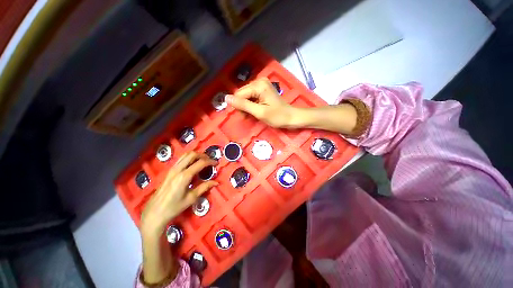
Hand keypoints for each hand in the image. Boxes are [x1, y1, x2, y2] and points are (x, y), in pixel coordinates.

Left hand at [140, 152, 217, 236]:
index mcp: (184, 176)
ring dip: (196, 155)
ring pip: (185, 155)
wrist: (154, 212)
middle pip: (192, 154)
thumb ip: (204, 187)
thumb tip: (216, 182)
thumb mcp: (191, 198)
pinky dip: (189, 158)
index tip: (216, 163)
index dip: (210, 161)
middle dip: (203, 155)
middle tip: (210, 160)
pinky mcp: (169, 171)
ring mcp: (172, 169)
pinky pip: (181, 159)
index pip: (200, 163)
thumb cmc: (174, 207)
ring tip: (203, 161)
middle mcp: (178, 169)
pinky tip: (193, 164)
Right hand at [226, 78, 297, 127]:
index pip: (239, 94)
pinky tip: (254, 111)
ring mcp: (261, 85)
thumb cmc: (277, 116)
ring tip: (251, 115)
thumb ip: (243, 105)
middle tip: (246, 117)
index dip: (238, 106)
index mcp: (258, 85)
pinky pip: (251, 96)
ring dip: (246, 107)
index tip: (243, 117)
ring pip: (245, 96)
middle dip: (242, 106)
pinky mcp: (263, 90)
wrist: (291, 117)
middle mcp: (258, 81)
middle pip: (242, 94)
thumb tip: (226, 98)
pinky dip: (250, 105)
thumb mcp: (259, 112)